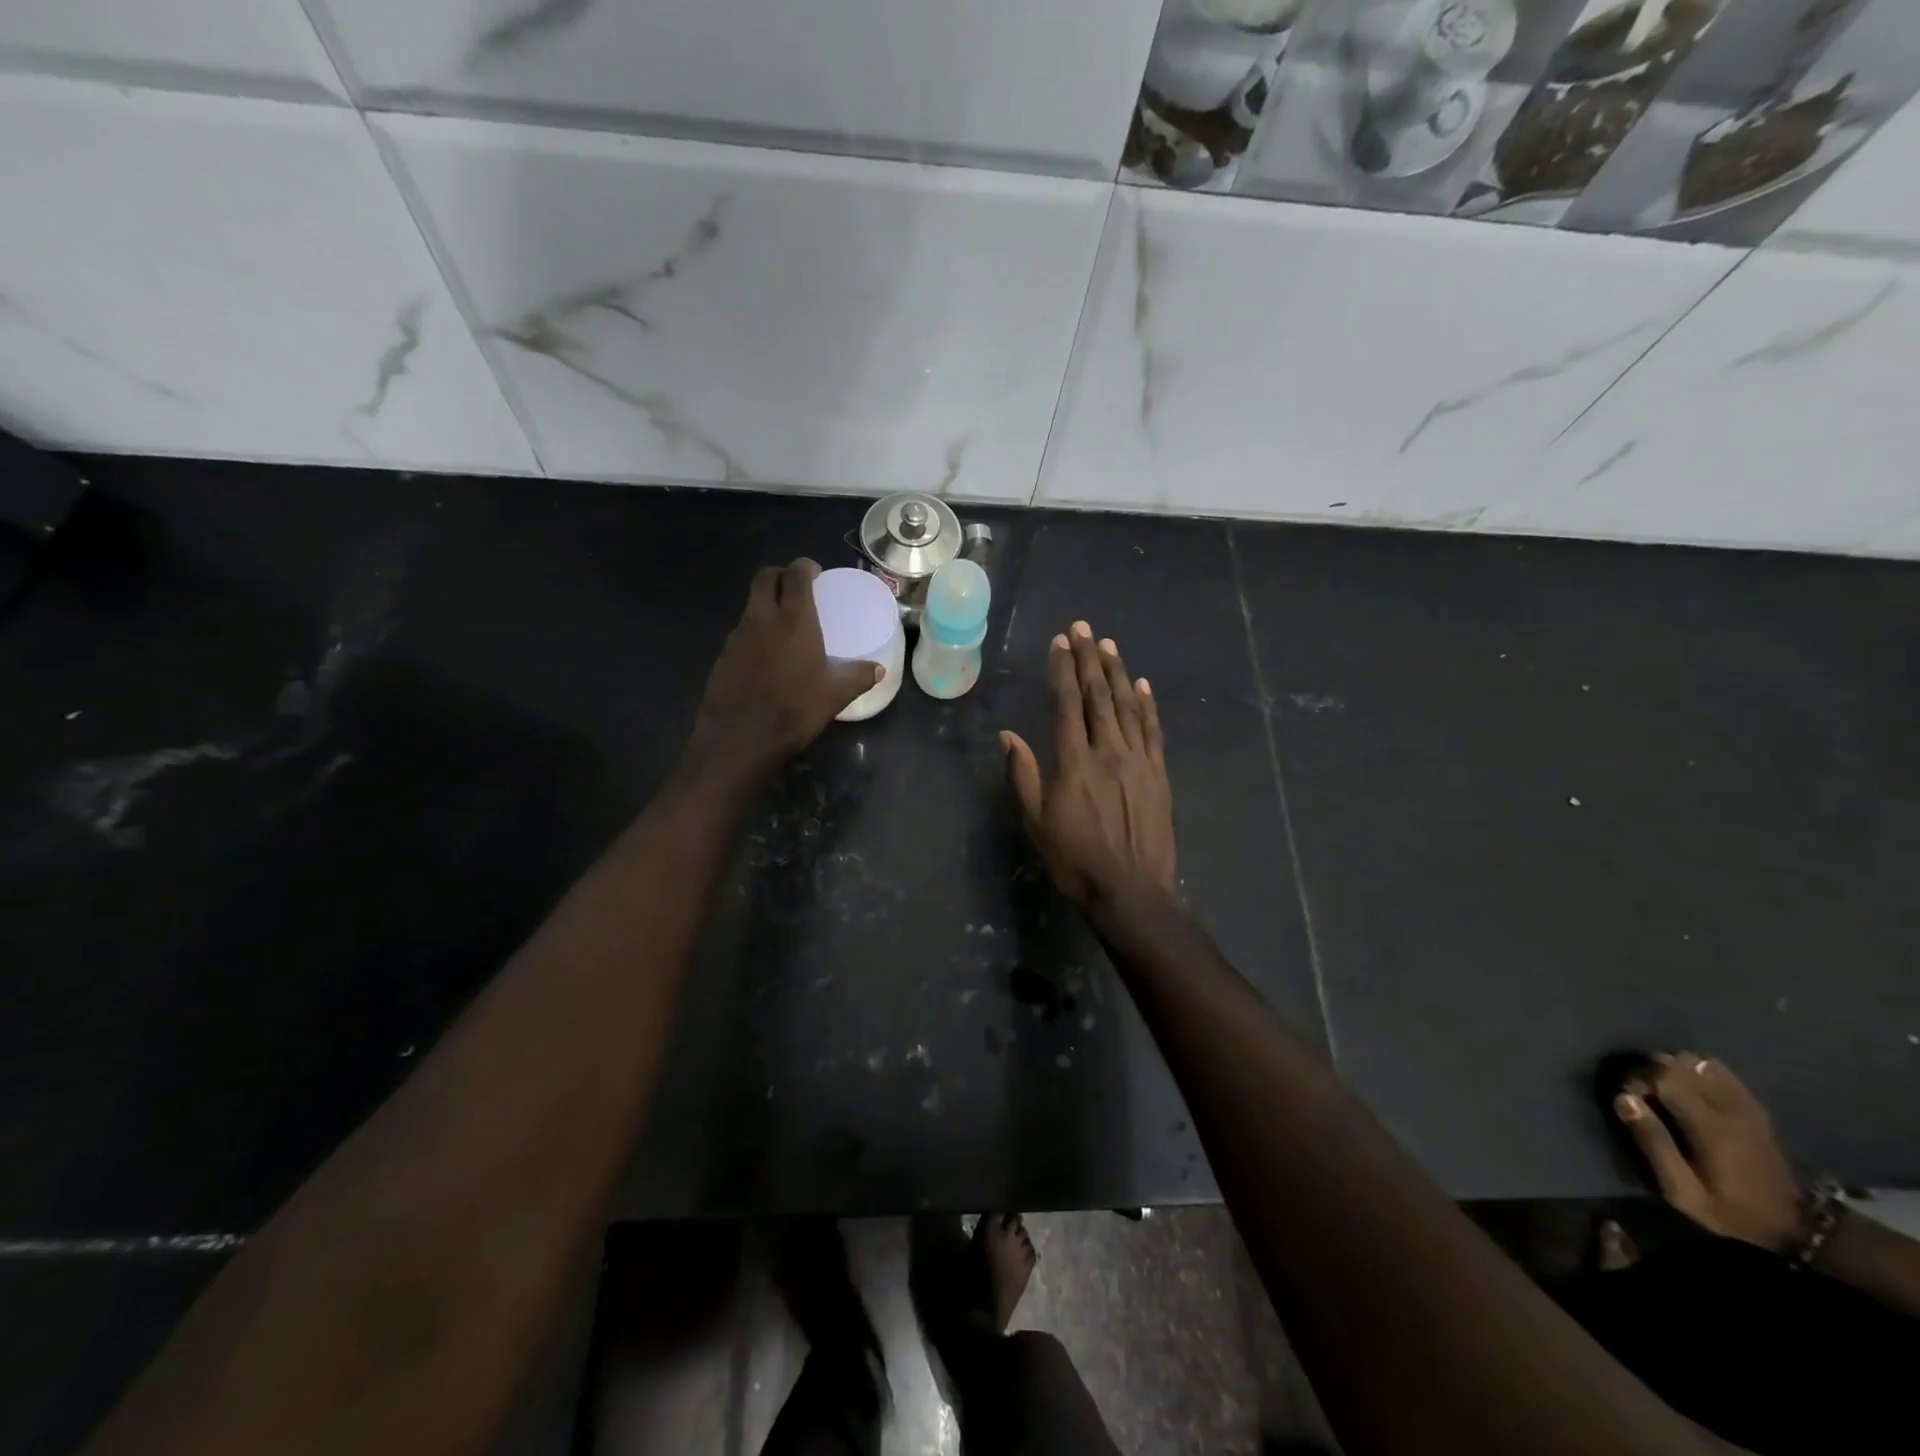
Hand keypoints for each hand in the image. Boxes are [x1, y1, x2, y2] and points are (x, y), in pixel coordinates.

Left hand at [685, 559, 880, 782]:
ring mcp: (737, 637)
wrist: (738, 740)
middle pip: (765, 578)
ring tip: (784, 625)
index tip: (816, 574)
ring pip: (751, 605)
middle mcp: (761, 619)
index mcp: (793, 620)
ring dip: (766, 604)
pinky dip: (755, 632)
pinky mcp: (723, 656)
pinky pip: (741, 632)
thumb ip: (858, 677)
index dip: (805, 567)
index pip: (795, 574)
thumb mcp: (834, 696)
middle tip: (797, 589)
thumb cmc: (793, 712)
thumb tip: (878, 669)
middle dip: (781, 575)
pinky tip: (766, 658)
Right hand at [1000, 621, 1174, 906]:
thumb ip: (1023, 775)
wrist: (1132, 891)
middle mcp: (1108, 751)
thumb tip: (1008, 735)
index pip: (1067, 704)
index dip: (1063, 670)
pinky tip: (1142, 685)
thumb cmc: (1075, 859)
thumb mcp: (1036, 822)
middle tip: (1084, 628)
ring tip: (1109, 645)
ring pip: (1126, 707)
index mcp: (1074, 762)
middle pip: (1098, 696)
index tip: (1060, 643)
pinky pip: (1153, 731)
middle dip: (1089, 659)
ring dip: (1117, 673)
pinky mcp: (1159, 774)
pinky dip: (1147, 705)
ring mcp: (1138, 761)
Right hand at [1614, 1052, 1803, 1252]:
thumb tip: (1623, 1098)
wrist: (1798, 1234)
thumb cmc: (1730, 1213)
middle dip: (1655, 1069)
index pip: (1666, 1078)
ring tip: (1664, 1087)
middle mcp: (1732, 1110)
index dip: (1639, 1079)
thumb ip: (1653, 1143)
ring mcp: (1749, 1109)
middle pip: (1685, 1065)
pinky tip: (1691, 1086)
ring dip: (1678, 1067)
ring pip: (1705, 1064)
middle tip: (1642, 1092)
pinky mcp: (1757, 1112)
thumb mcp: (1683, 1191)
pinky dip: (1702, 1072)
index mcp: (1712, 1128)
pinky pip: (1726, 1075)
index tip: (1628, 1098)